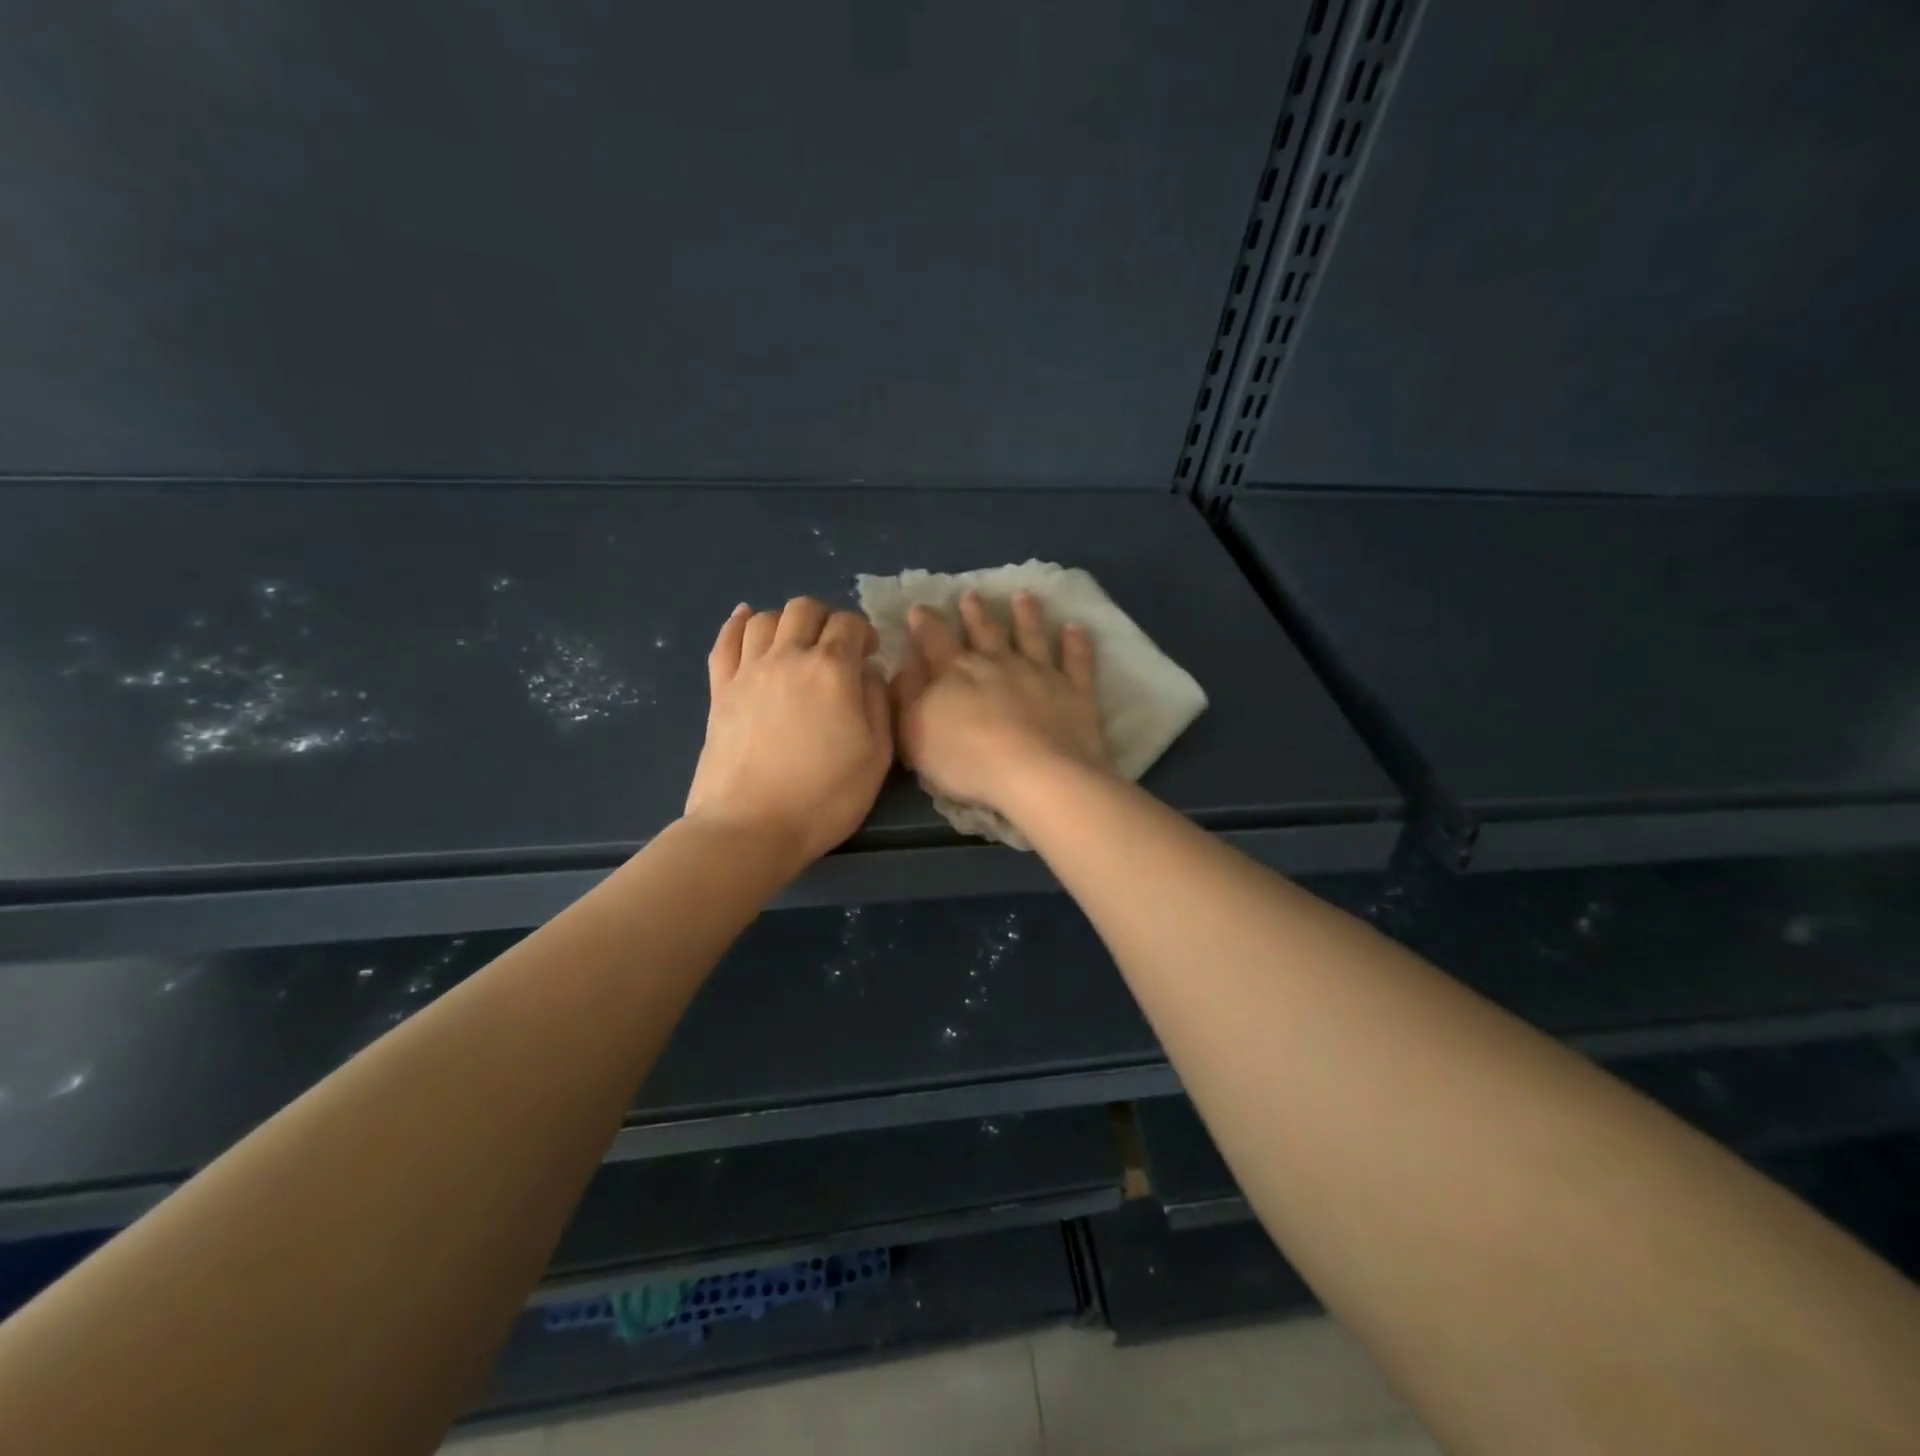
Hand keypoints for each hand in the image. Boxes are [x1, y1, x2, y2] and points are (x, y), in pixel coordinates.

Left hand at [685, 598, 892, 867]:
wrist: (750, 827)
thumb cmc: (824, 797)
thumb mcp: (877, 756)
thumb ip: (878, 704)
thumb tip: (868, 673)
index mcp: (831, 670)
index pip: (849, 624)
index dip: (864, 631)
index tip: (869, 654)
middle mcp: (787, 657)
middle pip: (804, 609)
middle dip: (827, 619)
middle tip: (835, 647)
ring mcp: (747, 671)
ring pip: (765, 618)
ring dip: (787, 622)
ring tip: (797, 644)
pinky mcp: (719, 691)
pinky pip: (725, 641)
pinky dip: (737, 624)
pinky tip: (746, 619)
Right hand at [891, 590, 1109, 815]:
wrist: (1036, 775)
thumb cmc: (967, 760)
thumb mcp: (916, 734)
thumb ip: (908, 697)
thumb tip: (907, 666)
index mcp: (955, 672)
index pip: (934, 640)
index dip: (925, 624)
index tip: (919, 608)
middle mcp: (997, 663)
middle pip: (984, 631)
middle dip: (975, 613)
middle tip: (971, 595)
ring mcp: (1039, 673)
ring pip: (1031, 636)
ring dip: (1026, 615)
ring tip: (1024, 597)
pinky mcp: (1074, 691)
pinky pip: (1076, 661)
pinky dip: (1076, 643)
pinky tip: (1076, 628)